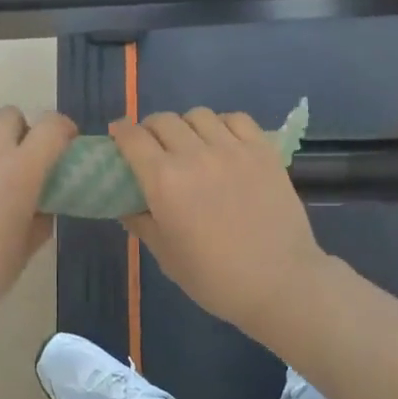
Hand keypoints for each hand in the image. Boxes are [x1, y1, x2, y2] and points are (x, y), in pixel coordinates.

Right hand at [112, 109, 330, 337]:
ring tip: (191, 145)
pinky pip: (236, 119)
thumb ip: (141, 222)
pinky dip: (222, 124)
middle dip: (150, 130)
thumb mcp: (166, 255)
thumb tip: (126, 205)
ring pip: (198, 115)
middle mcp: (195, 154)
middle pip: (163, 120)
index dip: (120, 133)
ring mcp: (233, 149)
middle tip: (153, 148)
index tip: (118, 139)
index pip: (133, 138)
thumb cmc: (215, 278)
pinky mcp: (263, 150)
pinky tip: (223, 142)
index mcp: (164, 181)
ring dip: (186, 126)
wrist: (279, 283)